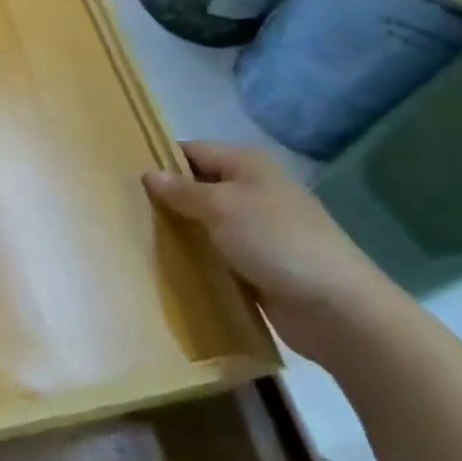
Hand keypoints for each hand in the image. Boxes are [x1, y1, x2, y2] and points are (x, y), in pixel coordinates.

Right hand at [145, 141, 399, 361]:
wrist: (337, 309)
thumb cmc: (276, 241)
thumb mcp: (222, 207)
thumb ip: (182, 190)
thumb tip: (149, 173)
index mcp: (247, 165)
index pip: (193, 151)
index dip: (161, 160)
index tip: (124, 175)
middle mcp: (253, 190)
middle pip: (198, 186)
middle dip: (167, 198)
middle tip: (125, 209)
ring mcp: (258, 230)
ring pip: (206, 223)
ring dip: (181, 231)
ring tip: (137, 237)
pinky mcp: (259, 265)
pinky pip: (218, 254)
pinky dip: (198, 258)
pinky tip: (169, 267)